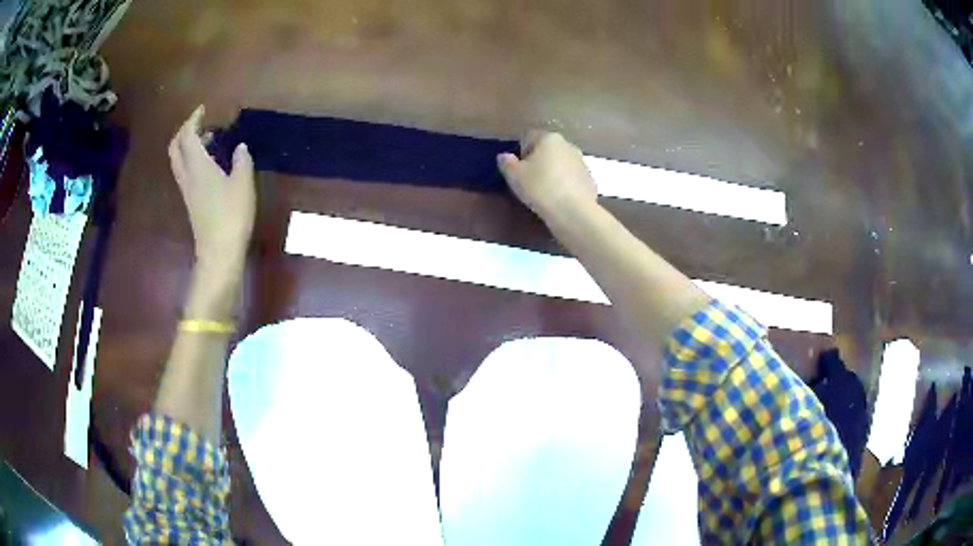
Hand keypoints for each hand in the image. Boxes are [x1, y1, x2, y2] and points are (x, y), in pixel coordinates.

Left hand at [169, 106, 255, 272]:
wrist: (218, 252)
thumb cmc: (231, 215)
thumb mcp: (243, 184)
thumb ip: (242, 161)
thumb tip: (240, 147)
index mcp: (198, 166)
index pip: (188, 136)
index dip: (193, 120)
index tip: (203, 109)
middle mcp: (187, 175)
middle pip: (175, 147)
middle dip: (184, 131)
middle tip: (200, 123)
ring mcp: (187, 189)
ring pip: (178, 160)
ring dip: (187, 145)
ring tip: (208, 139)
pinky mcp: (190, 201)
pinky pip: (184, 171)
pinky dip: (191, 158)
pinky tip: (208, 161)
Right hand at [497, 132, 597, 219]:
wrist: (574, 212)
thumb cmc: (540, 188)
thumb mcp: (515, 176)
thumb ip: (507, 163)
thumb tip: (504, 156)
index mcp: (549, 138)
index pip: (530, 137)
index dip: (521, 151)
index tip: (518, 168)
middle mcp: (568, 145)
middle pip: (548, 149)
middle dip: (539, 160)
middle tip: (530, 180)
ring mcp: (582, 162)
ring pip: (562, 163)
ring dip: (554, 172)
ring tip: (546, 191)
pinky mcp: (590, 179)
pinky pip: (573, 178)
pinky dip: (566, 184)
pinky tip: (560, 199)